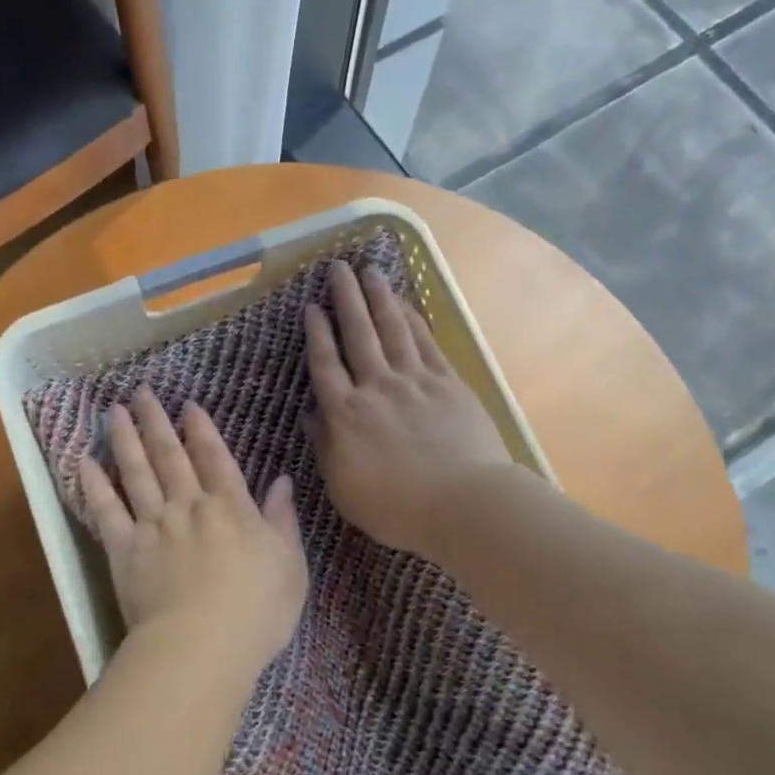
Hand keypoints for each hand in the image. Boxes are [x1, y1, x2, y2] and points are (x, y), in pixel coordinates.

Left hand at [80, 387, 306, 671]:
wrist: (201, 647)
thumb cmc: (257, 612)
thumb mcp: (290, 565)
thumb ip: (282, 519)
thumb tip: (283, 480)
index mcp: (231, 508)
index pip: (215, 458)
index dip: (202, 429)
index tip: (188, 406)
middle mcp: (189, 506)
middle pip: (170, 455)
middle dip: (157, 421)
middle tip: (142, 392)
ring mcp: (153, 526)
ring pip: (136, 472)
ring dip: (125, 439)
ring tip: (114, 411)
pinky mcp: (124, 550)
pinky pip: (106, 511)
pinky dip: (94, 485)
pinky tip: (84, 461)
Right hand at [305, 262, 515, 560]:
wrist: (463, 503)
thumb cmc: (396, 507)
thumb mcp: (343, 487)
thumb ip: (325, 446)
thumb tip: (311, 414)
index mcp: (347, 414)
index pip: (325, 364)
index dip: (316, 333)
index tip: (311, 305)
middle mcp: (377, 387)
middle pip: (358, 335)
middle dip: (346, 299)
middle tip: (337, 268)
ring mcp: (415, 382)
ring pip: (393, 329)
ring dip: (379, 298)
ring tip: (370, 271)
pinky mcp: (449, 384)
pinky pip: (426, 343)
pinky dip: (414, 320)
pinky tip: (406, 304)